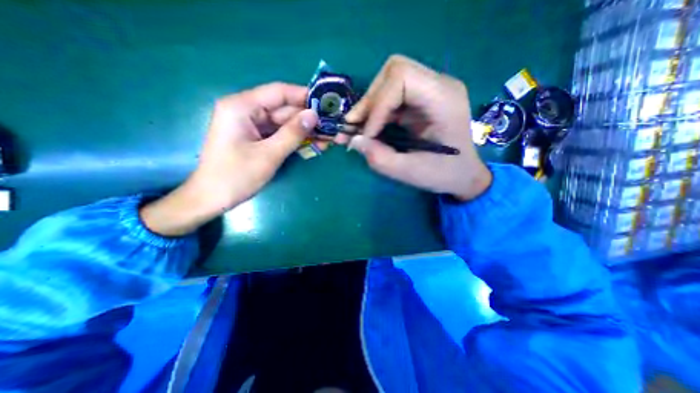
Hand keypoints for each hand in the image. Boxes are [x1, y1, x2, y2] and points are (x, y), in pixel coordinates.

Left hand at [139, 81, 318, 236]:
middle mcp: (246, 110)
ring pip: (283, 123)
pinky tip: (313, 145)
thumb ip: (293, 133)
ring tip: (327, 139)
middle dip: (307, 119)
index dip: (304, 96)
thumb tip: (314, 115)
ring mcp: (251, 125)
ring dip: (304, 131)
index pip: (278, 92)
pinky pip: (279, 134)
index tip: (326, 103)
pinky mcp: (255, 137)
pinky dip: (295, 140)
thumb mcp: (269, 154)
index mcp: (242, 106)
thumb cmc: (236, 176)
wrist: (212, 198)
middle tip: (331, 127)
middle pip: (283, 109)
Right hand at [339, 54, 490, 199]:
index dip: (377, 104)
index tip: (367, 135)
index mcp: (444, 99)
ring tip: (356, 127)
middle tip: (354, 126)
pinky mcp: (422, 99)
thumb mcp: (411, 173)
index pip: (402, 77)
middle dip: (369, 100)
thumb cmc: (444, 174)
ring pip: (390, 80)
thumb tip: (354, 141)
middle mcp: (439, 85)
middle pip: (394, 71)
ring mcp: (431, 90)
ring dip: (369, 105)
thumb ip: (380, 158)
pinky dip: (376, 110)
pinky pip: (392, 95)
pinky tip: (369, 127)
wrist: (464, 174)